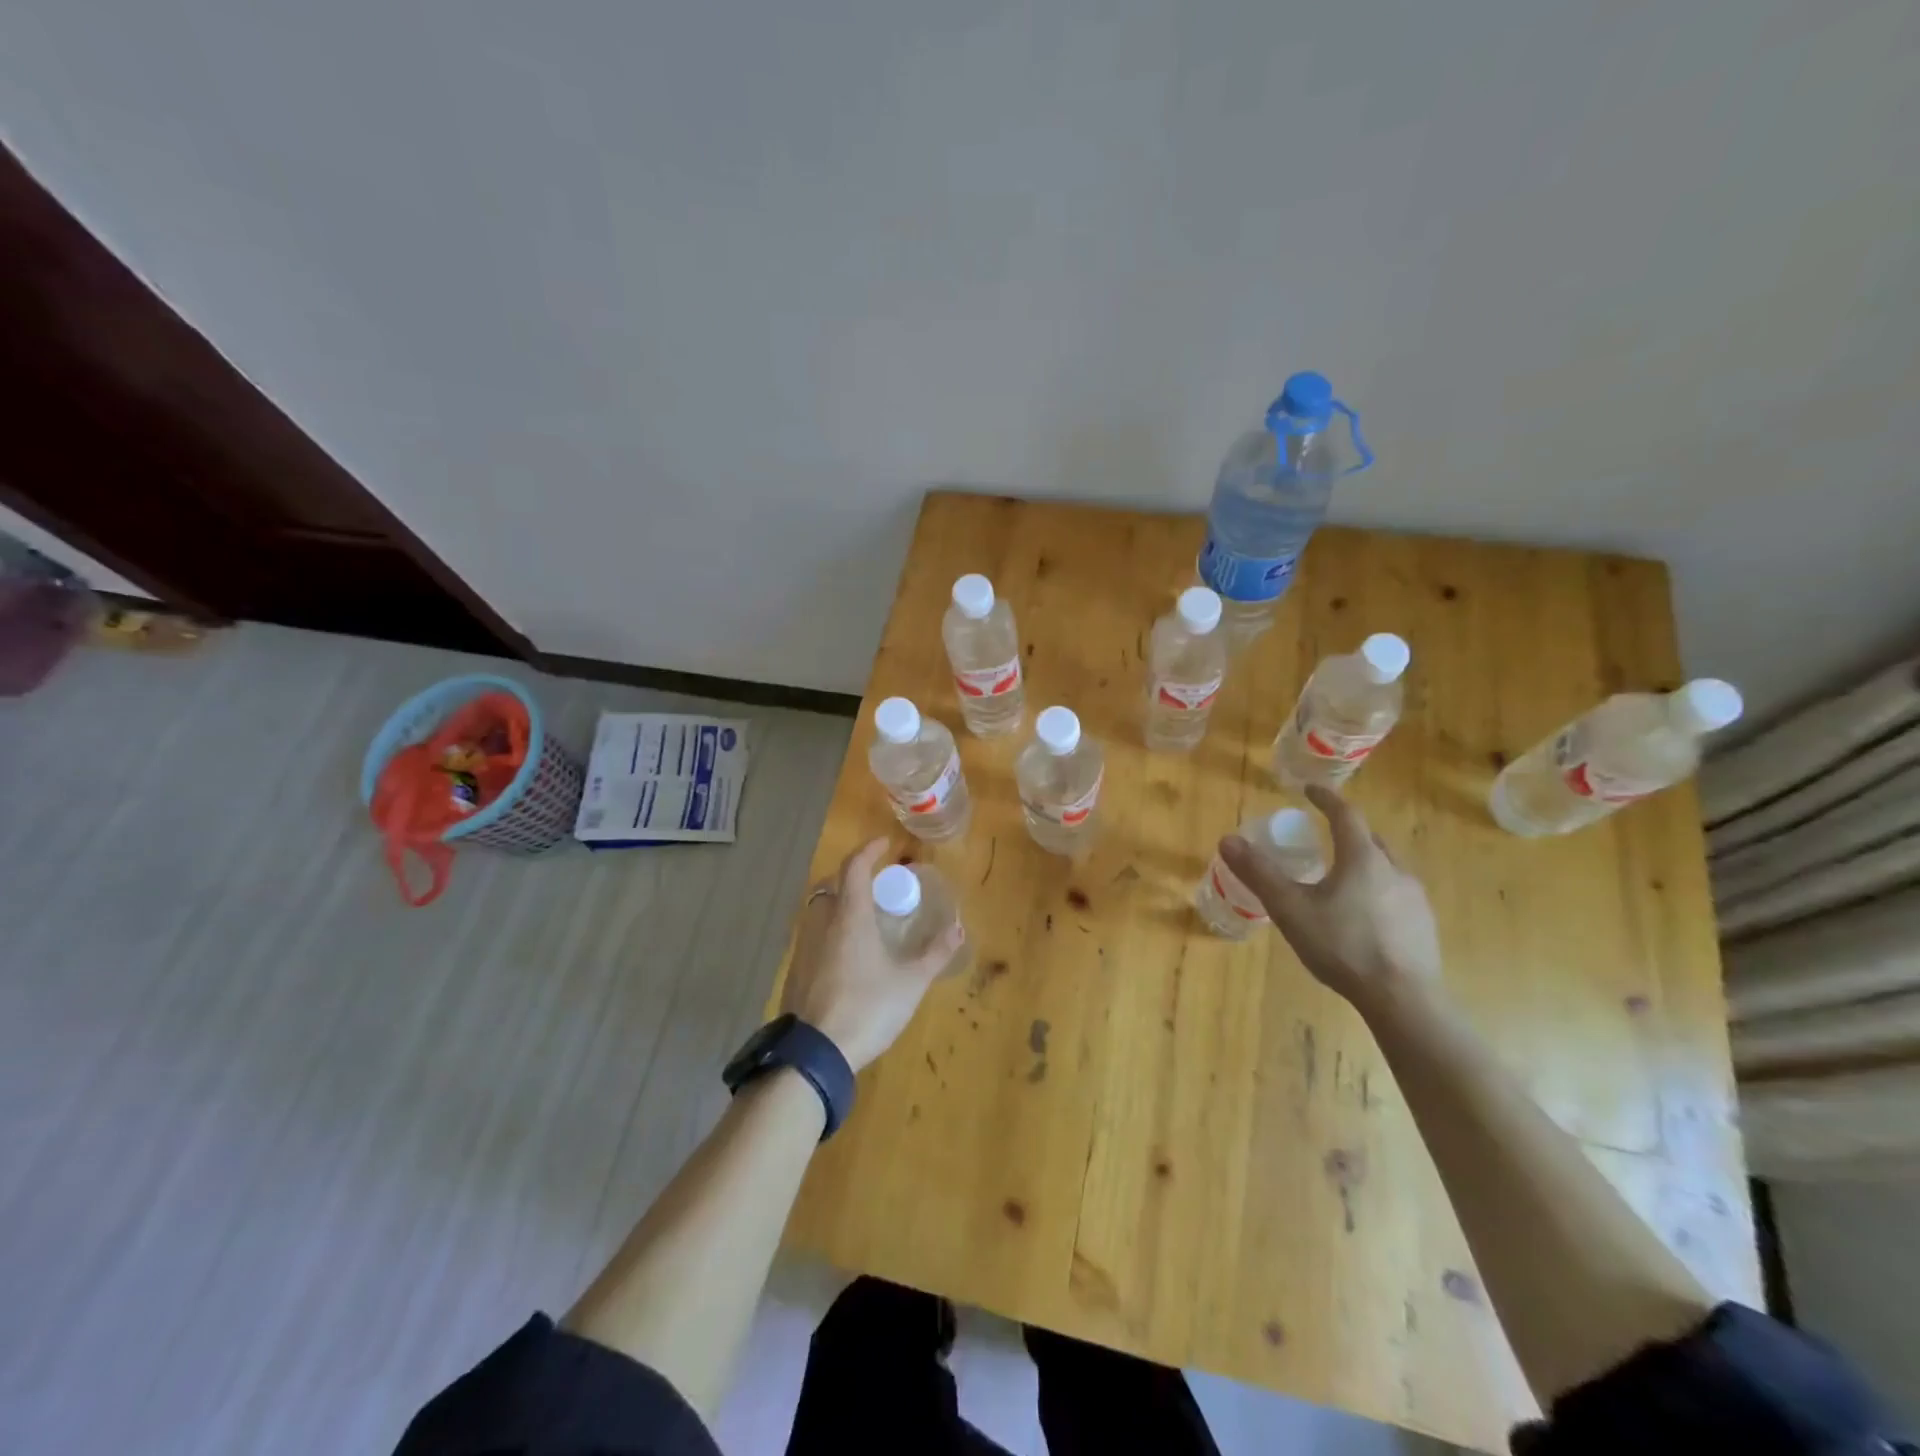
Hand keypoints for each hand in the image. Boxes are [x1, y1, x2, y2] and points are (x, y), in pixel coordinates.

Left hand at [781, 838, 963, 1072]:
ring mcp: (804, 948)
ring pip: (819, 911)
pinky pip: (813, 936)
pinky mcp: (796, 972)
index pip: (853, 867)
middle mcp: (822, 924)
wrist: (816, 1054)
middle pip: (831, 885)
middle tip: (876, 883)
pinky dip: (831, 930)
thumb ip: (935, 953)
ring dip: (839, 903)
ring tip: (864, 916)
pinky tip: (847, 953)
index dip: (868, 850)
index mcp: (849, 917)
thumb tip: (958, 927)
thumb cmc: (868, 1008)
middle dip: (852, 876)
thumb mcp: (911, 982)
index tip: (885, 844)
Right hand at [1218, 785, 1441, 1005]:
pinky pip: (1396, 895)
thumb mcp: (1290, 909)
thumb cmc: (1343, 946)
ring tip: (1340, 880)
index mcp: (1363, 858)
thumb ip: (1259, 873)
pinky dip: (1376, 892)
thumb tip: (1228, 840)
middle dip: (1347, 833)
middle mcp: (1395, 870)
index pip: (1346, 815)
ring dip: (1363, 864)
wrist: (1403, 999)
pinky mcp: (1424, 926)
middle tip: (1324, 838)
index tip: (1310, 790)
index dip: (1326, 799)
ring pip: (1386, 868)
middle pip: (1370, 840)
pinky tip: (1362, 917)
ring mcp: (1415, 899)